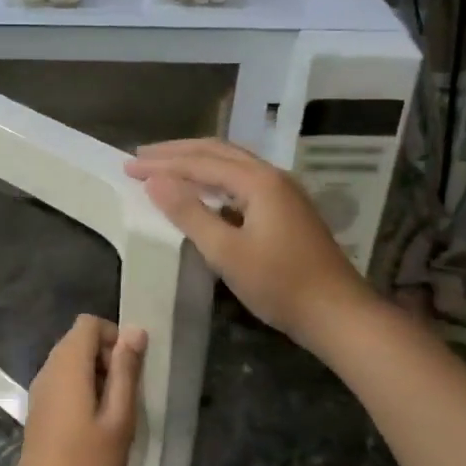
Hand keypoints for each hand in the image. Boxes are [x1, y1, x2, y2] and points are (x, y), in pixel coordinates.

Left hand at [0, 316, 146, 465]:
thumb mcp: (118, 419)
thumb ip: (125, 371)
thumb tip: (135, 330)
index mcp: (66, 366)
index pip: (88, 323)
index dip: (114, 337)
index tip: (132, 371)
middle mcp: (48, 372)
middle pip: (78, 341)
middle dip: (108, 358)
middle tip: (128, 396)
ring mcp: (40, 394)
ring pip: (71, 365)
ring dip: (98, 378)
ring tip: (117, 416)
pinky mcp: (39, 415)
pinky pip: (63, 386)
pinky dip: (84, 394)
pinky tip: (99, 429)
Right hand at [125, 138, 376, 353]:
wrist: (337, 313)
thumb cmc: (279, 284)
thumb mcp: (226, 252)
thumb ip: (189, 213)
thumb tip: (155, 181)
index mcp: (258, 181)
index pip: (199, 162)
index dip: (162, 164)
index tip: (128, 166)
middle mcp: (272, 176)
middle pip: (217, 152)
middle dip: (177, 153)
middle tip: (141, 157)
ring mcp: (283, 192)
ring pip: (232, 164)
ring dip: (196, 163)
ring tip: (165, 168)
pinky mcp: (286, 210)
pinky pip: (242, 181)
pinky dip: (215, 180)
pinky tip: (203, 193)